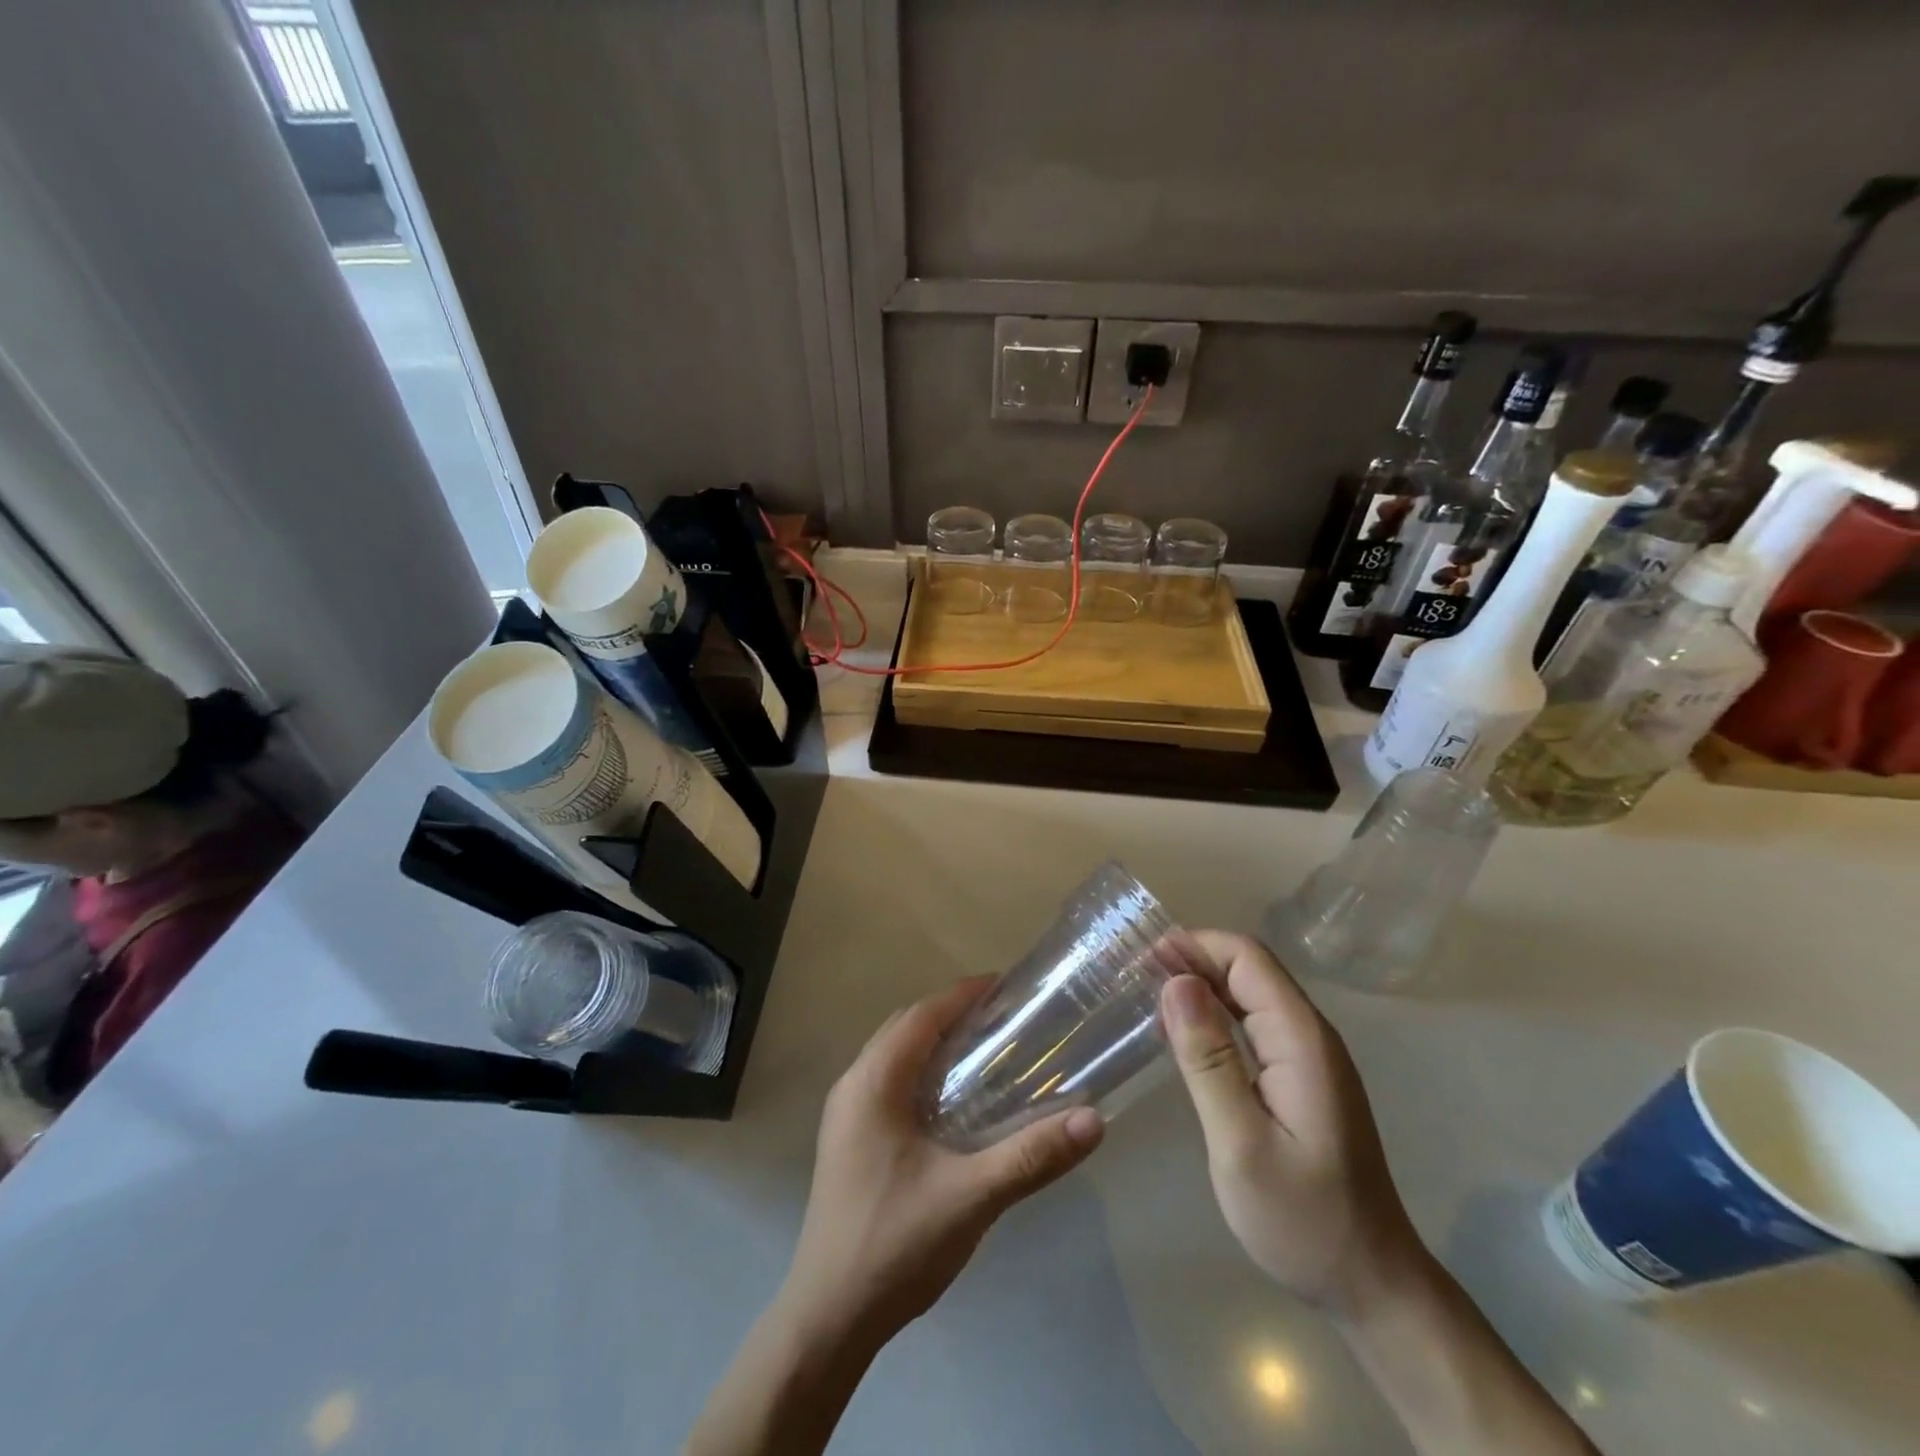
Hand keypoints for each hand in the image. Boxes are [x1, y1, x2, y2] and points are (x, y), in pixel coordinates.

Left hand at [780, 977, 1105, 1347]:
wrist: (828, 1318)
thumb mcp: (971, 1197)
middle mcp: (853, 1085)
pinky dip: (921, 1071)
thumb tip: (1094, 1120)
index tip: (1006, 987)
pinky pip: (888, 1082)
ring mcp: (845, 1114)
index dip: (963, 994)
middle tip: (1003, 1018)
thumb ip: (1031, 1155)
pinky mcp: (848, 1139)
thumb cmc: (895, 1244)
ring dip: (935, 1042)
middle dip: (952, 1013)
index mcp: (873, 1082)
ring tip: (985, 1049)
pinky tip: (953, 1100)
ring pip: (894, 1055)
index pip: (922, 1015)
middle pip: (906, 1027)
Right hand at [1163, 931, 1420, 1311]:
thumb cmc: (1302, 1219)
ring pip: (1250, 994)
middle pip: (1249, 969)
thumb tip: (1176, 982)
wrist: (1370, 1285)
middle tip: (1132, 972)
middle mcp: (1309, 1036)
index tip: (1142, 957)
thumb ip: (1208, 1060)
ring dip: (1200, 984)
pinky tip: (1181, 1031)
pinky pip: (1253, 1025)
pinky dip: (1214, 1015)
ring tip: (1146, 992)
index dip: (1195, 945)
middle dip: (1192, 959)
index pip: (1247, 959)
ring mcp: (1308, 1058)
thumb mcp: (1241, 1143)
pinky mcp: (1300, 1079)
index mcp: (1301, 1040)